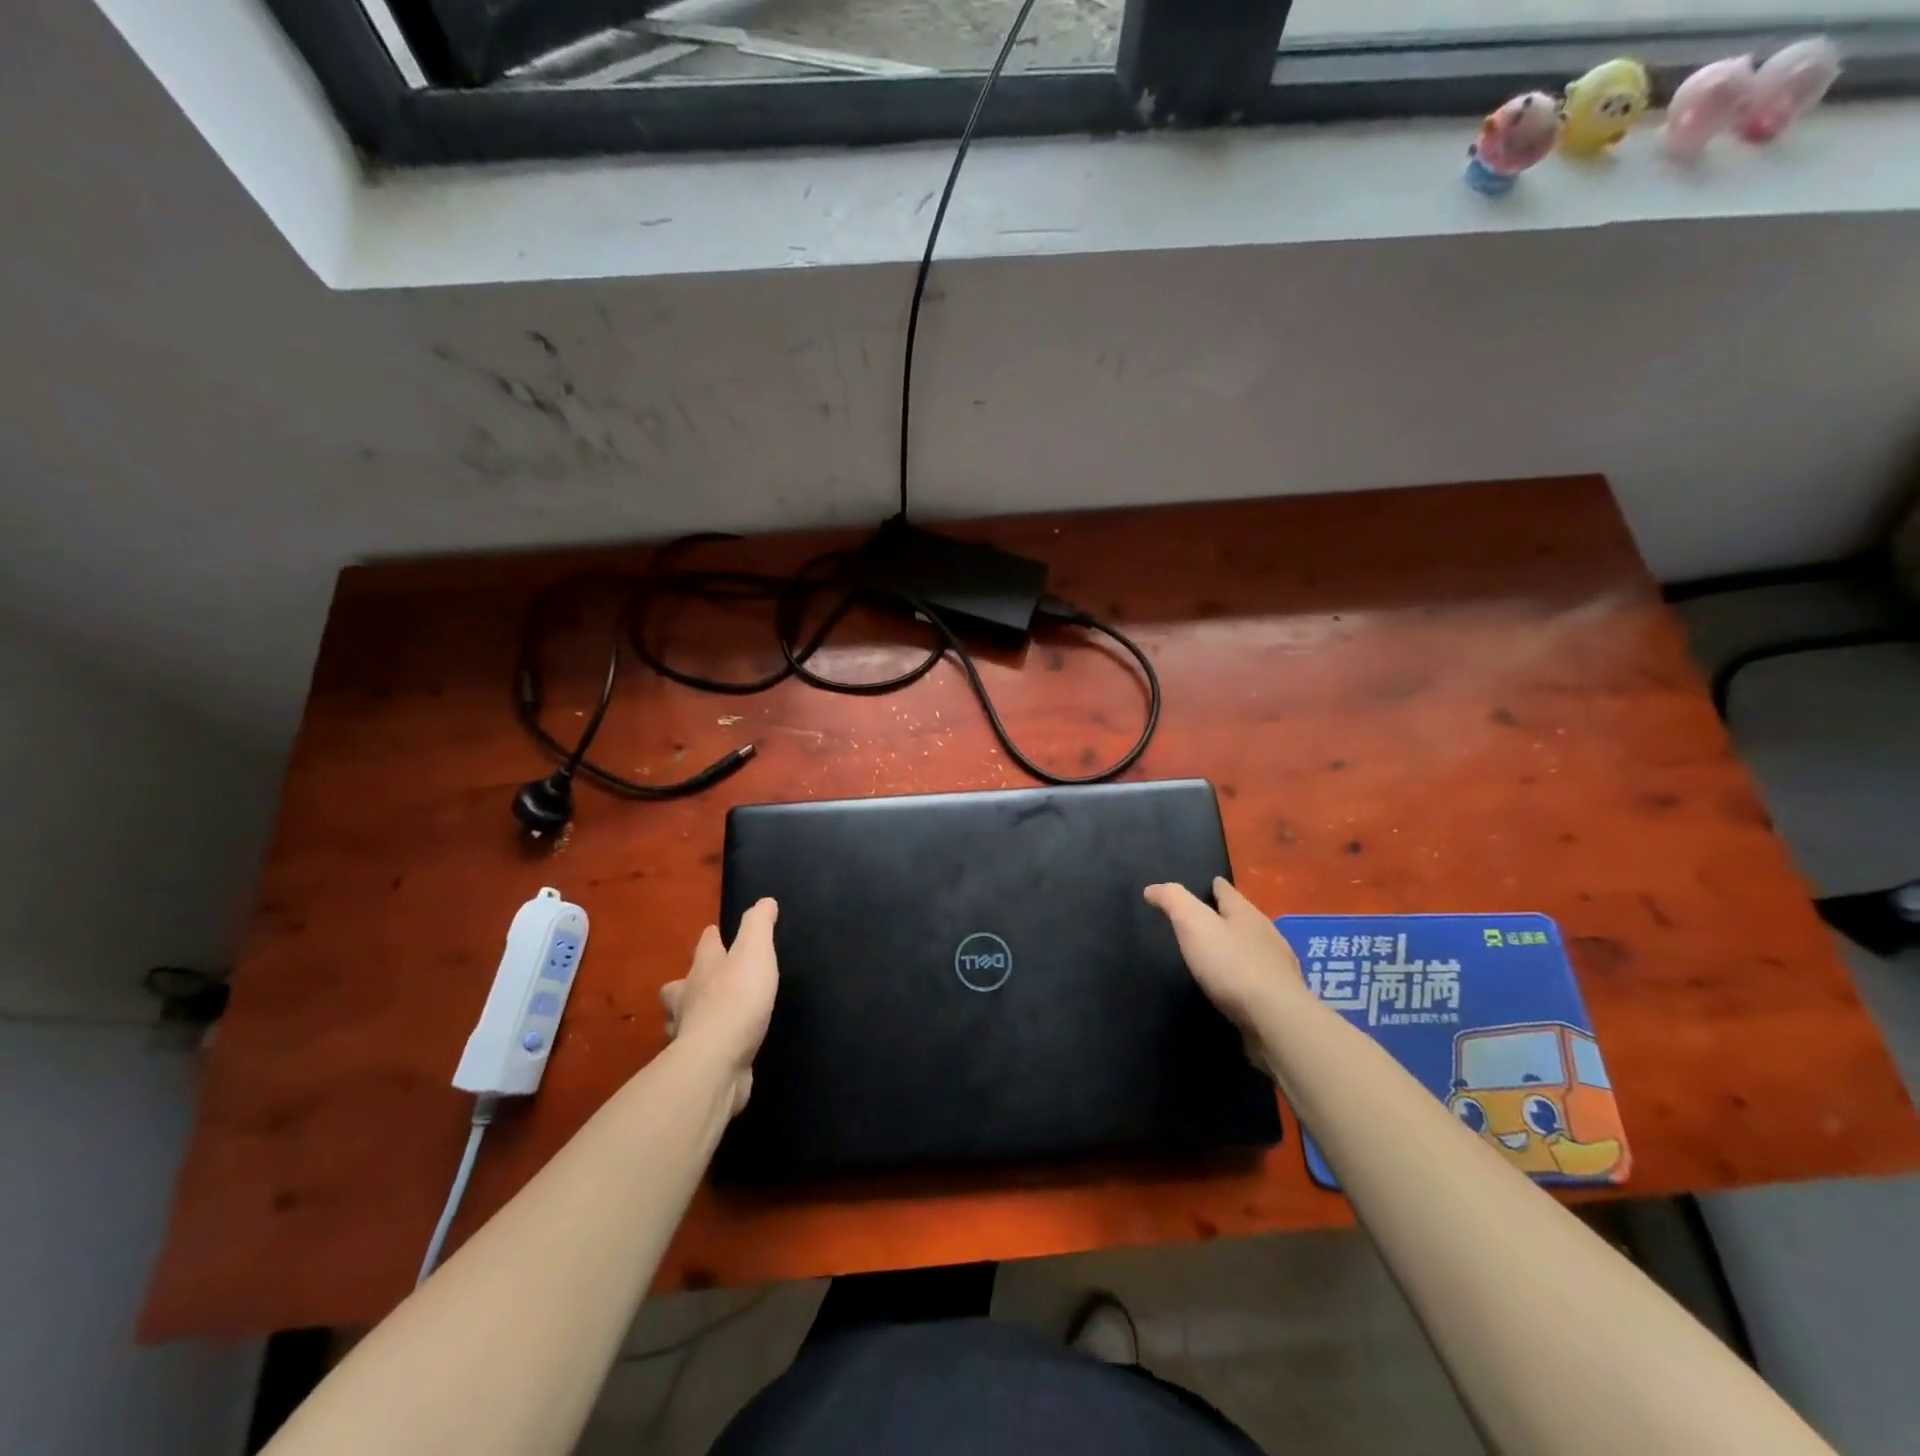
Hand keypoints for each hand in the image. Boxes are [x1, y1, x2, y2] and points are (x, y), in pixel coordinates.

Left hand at [660, 898, 778, 1116]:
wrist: (717, 1062)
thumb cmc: (737, 999)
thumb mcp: (755, 952)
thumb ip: (759, 926)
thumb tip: (764, 901)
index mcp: (704, 968)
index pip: (705, 945)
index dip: (711, 937)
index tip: (714, 932)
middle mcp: (689, 997)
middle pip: (680, 984)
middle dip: (688, 980)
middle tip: (701, 981)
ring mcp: (688, 1032)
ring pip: (681, 1018)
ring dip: (689, 1014)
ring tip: (705, 1015)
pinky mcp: (696, 1062)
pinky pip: (697, 1048)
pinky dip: (704, 1044)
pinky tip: (718, 1047)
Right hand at [1144, 877, 1304, 1032]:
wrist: (1276, 1019)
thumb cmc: (1231, 964)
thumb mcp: (1193, 924)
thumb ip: (1173, 901)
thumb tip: (1152, 888)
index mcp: (1245, 913)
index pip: (1227, 891)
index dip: (1214, 886)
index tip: (1208, 884)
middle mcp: (1266, 934)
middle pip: (1243, 918)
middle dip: (1227, 917)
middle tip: (1204, 921)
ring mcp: (1278, 966)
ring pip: (1253, 948)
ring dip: (1237, 948)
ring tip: (1216, 955)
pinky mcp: (1281, 997)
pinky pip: (1259, 977)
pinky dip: (1246, 976)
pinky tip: (1235, 986)